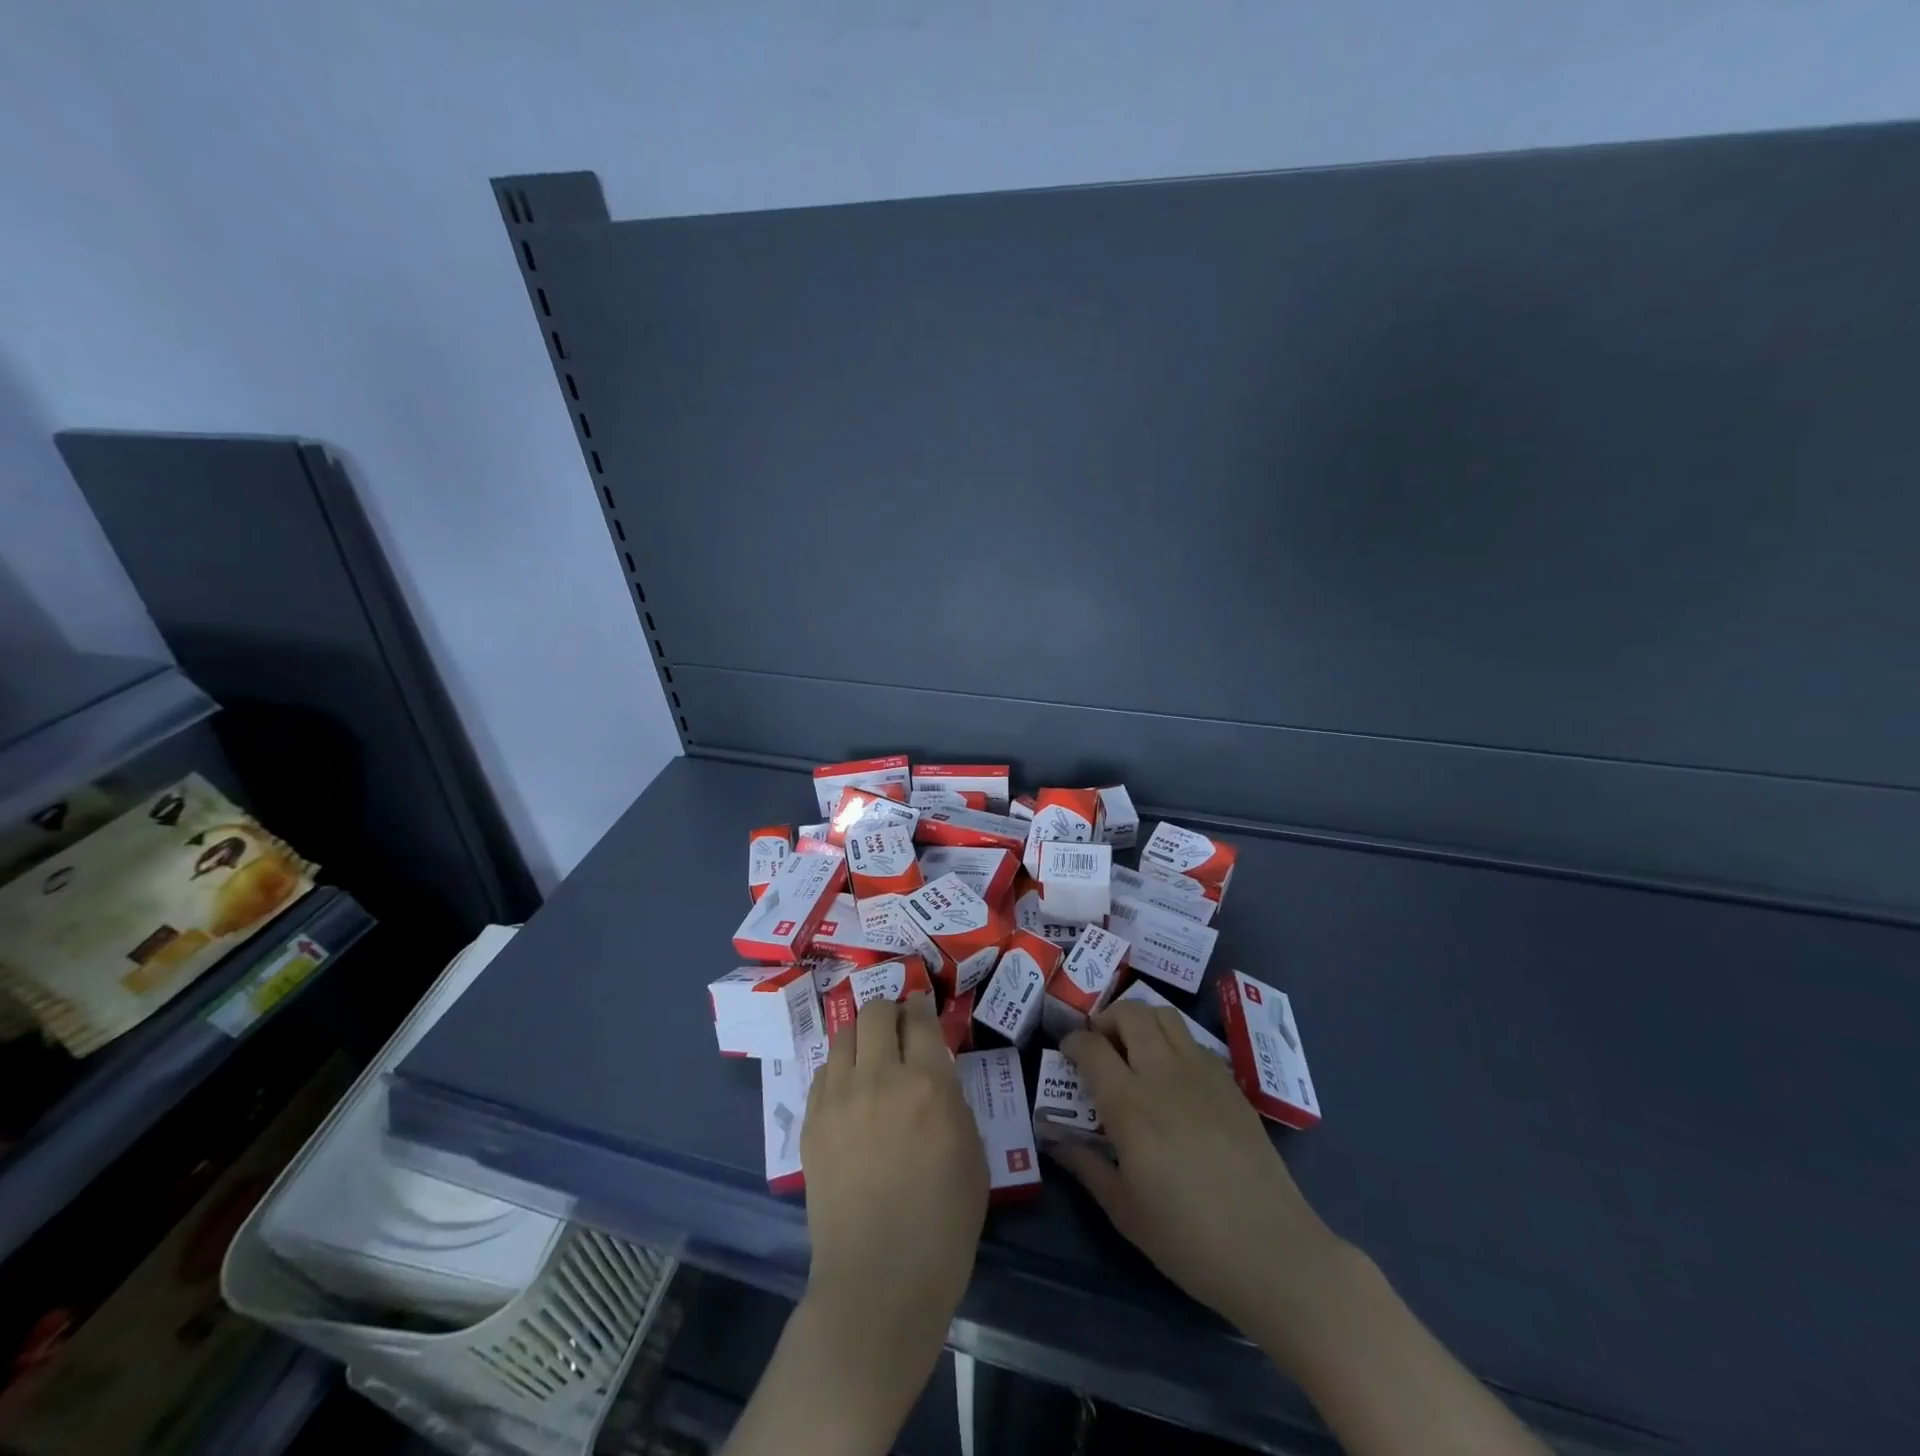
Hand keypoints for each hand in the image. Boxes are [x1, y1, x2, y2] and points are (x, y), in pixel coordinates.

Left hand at [801, 993, 987, 1355]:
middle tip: (898, 1028)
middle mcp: (879, 1077)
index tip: (922, 1007)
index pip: (919, 1018)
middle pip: (874, 1012)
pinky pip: (823, 1072)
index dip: (921, 1005)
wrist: (880, 1278)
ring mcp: (839, 1098)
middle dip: (889, 1011)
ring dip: (861, 1035)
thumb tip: (934, 1071)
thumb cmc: (943, 1221)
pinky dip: (839, 1069)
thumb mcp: (971, 1150)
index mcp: (927, 1083)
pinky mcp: (811, 1122)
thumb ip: (952, 1097)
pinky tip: (849, 1090)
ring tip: (870, 1054)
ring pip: (843, 1035)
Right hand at [1056, 1000, 1346, 1335]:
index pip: (1091, 1047)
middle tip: (1099, 1047)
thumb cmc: (1190, 1241)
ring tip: (1134, 1051)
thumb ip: (1087, 1167)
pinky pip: (1193, 1041)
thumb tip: (1056, 1140)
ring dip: (1141, 1022)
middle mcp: (1164, 1074)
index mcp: (1130, 1105)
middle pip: (1130, 1014)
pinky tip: (1172, 1077)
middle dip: (1105, 1020)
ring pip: (1165, 1015)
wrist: (1273, 1253)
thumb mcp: (1125, 1212)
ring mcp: (1202, 1073)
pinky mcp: (1230, 1083)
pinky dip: (1173, 1042)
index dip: (1072, 1043)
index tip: (1066, 1054)